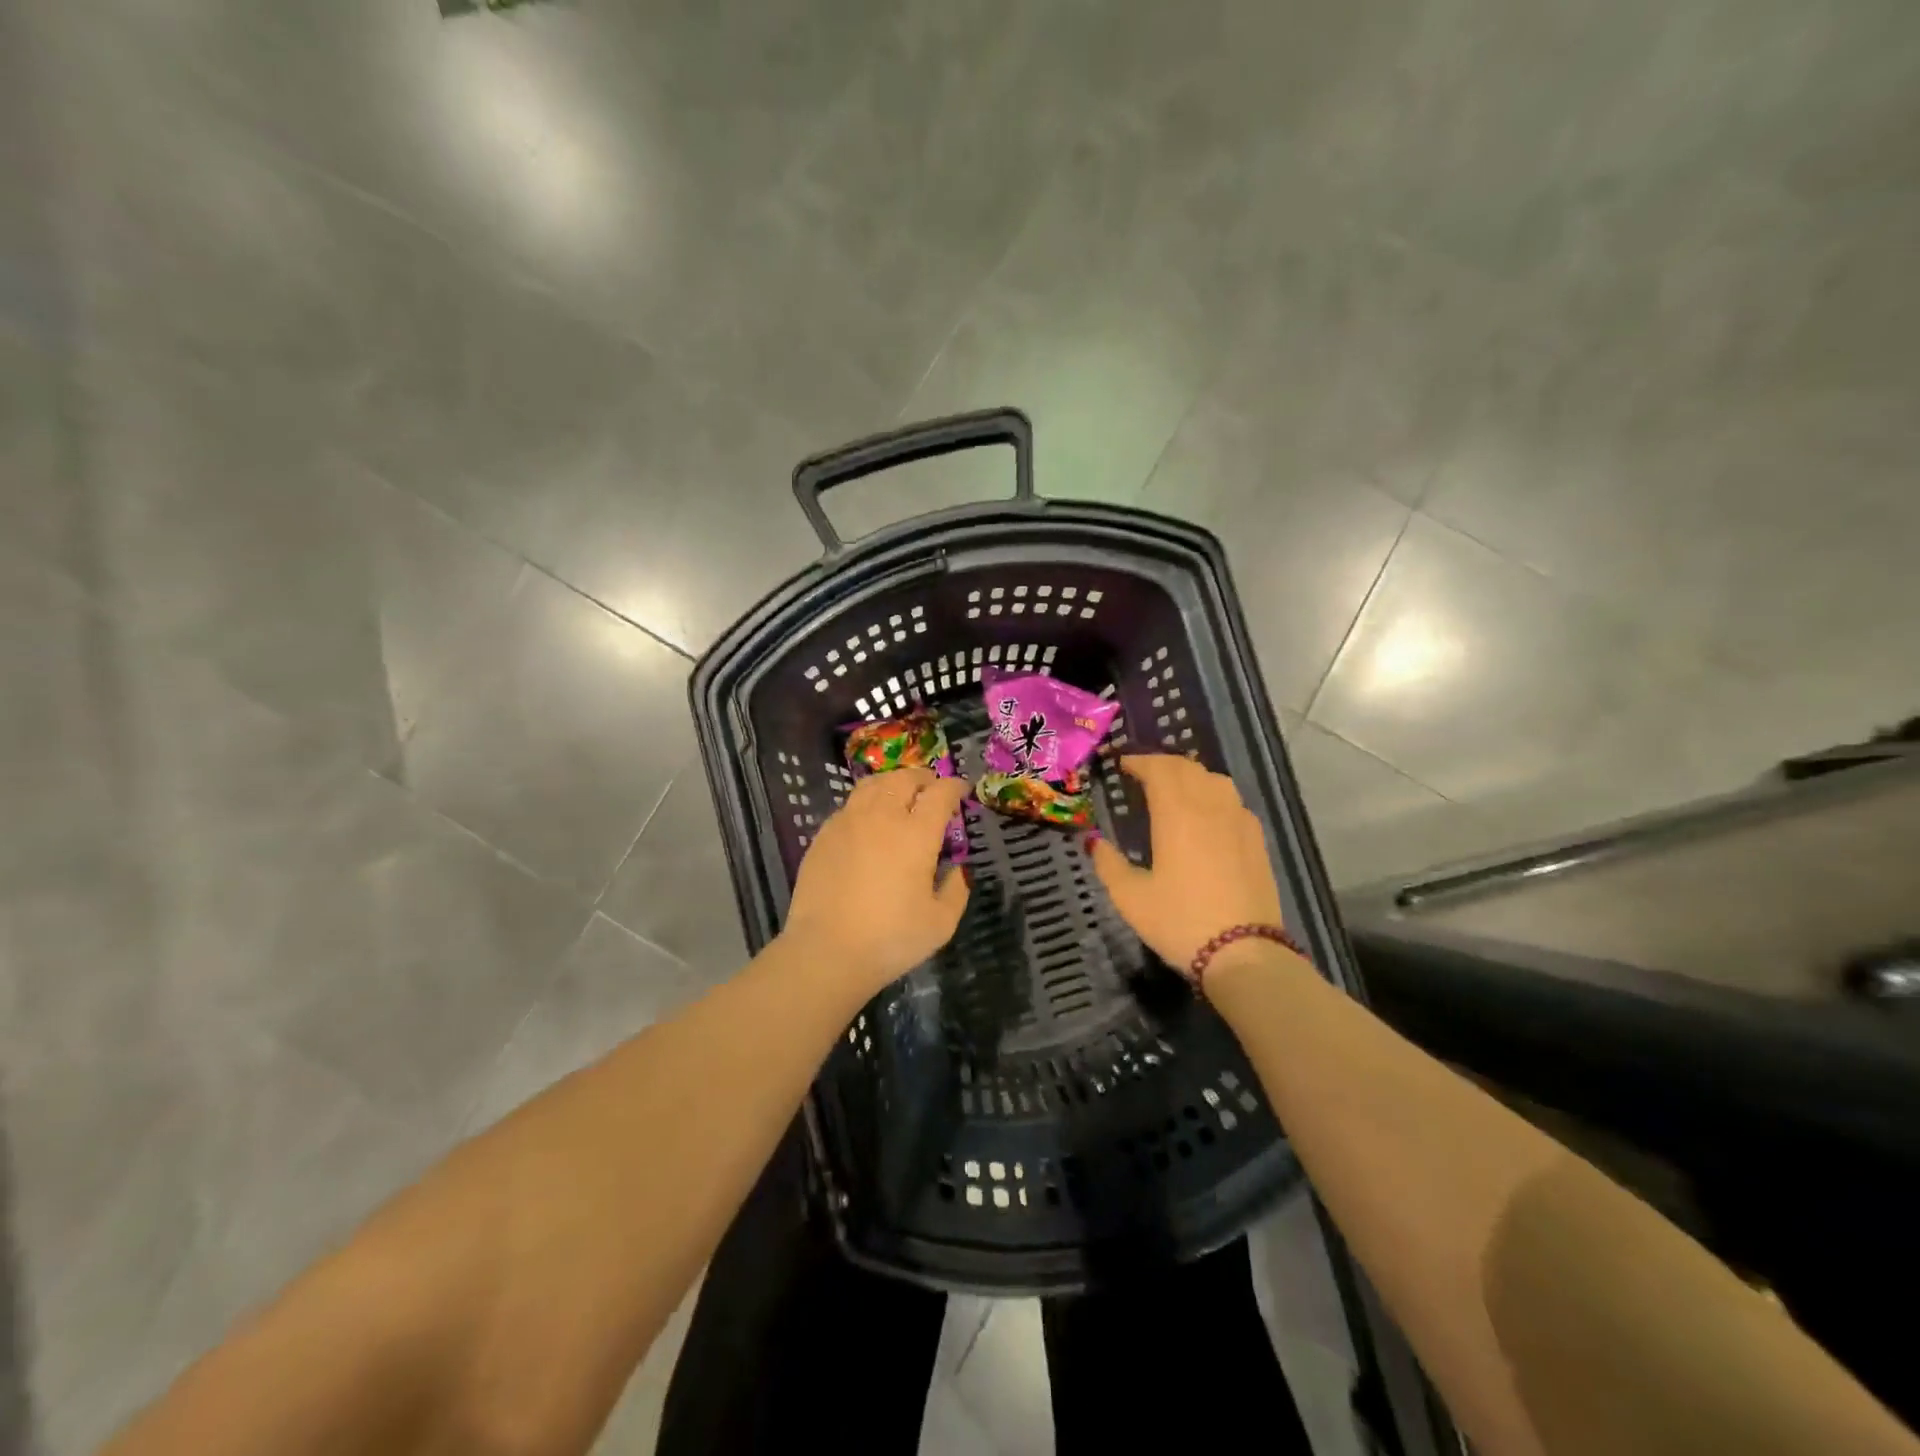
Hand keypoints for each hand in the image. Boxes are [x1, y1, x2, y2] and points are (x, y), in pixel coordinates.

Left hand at [783, 768, 970, 993]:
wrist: (826, 951)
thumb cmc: (890, 939)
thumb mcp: (941, 923)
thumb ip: (956, 891)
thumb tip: (958, 870)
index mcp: (916, 834)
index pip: (940, 794)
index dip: (954, 787)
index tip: (961, 790)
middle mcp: (882, 817)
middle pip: (904, 779)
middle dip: (923, 778)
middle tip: (931, 788)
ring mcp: (848, 822)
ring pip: (872, 785)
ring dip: (892, 783)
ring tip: (899, 793)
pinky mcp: (823, 835)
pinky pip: (849, 805)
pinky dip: (866, 802)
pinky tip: (868, 820)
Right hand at [1088, 755, 1284, 971]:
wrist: (1244, 953)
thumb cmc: (1180, 921)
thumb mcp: (1130, 897)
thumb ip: (1108, 863)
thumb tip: (1094, 841)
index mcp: (1177, 813)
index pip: (1159, 769)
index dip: (1139, 761)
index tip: (1122, 765)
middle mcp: (1210, 806)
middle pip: (1188, 768)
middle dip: (1163, 764)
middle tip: (1143, 773)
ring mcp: (1239, 821)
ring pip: (1216, 780)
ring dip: (1191, 775)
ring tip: (1174, 788)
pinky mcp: (1257, 840)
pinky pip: (1233, 801)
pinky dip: (1214, 795)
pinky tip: (1208, 815)